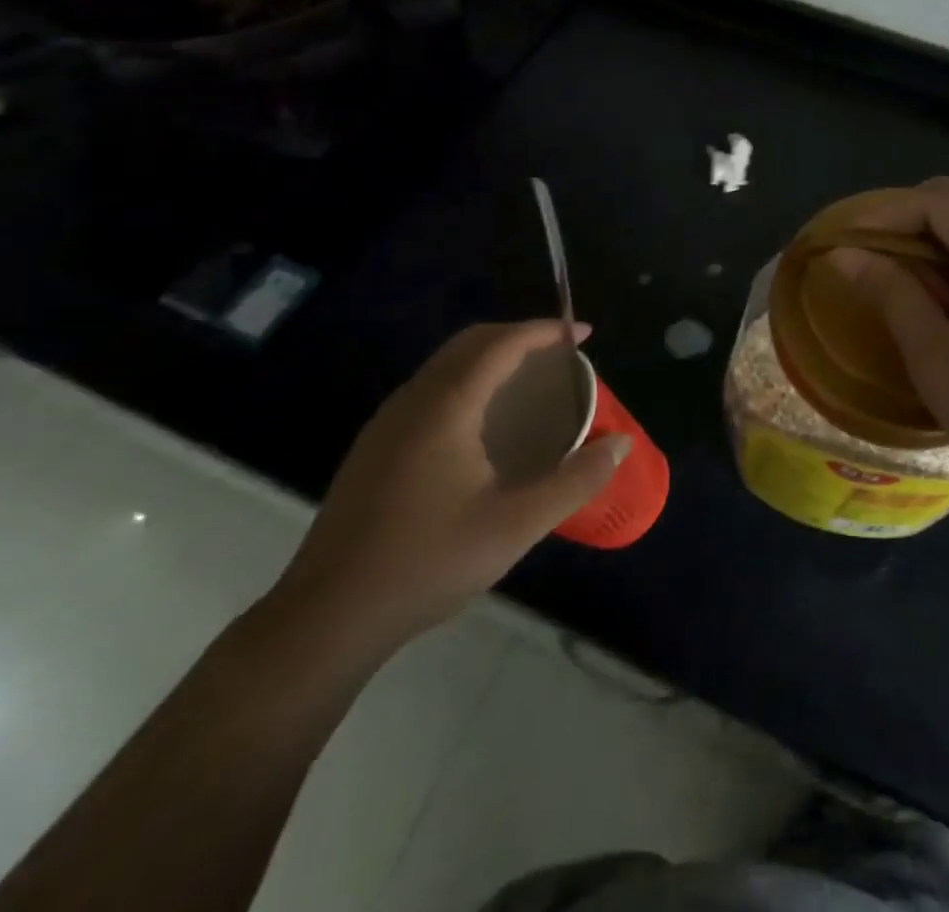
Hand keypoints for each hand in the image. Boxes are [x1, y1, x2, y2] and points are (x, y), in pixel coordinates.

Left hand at [265, 321, 626, 657]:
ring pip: (445, 366)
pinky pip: (429, 390)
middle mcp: (412, 401)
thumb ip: (575, 481)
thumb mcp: (516, 524)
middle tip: (558, 355)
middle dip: (517, 336)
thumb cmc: (428, 561)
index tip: (581, 334)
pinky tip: (482, 425)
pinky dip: (466, 382)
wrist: (328, 617)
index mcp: (446, 406)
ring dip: (489, 358)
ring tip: (527, 384)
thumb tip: (620, 445)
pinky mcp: (374, 449)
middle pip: (470, 343)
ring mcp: (386, 424)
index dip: (544, 331)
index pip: (501, 343)